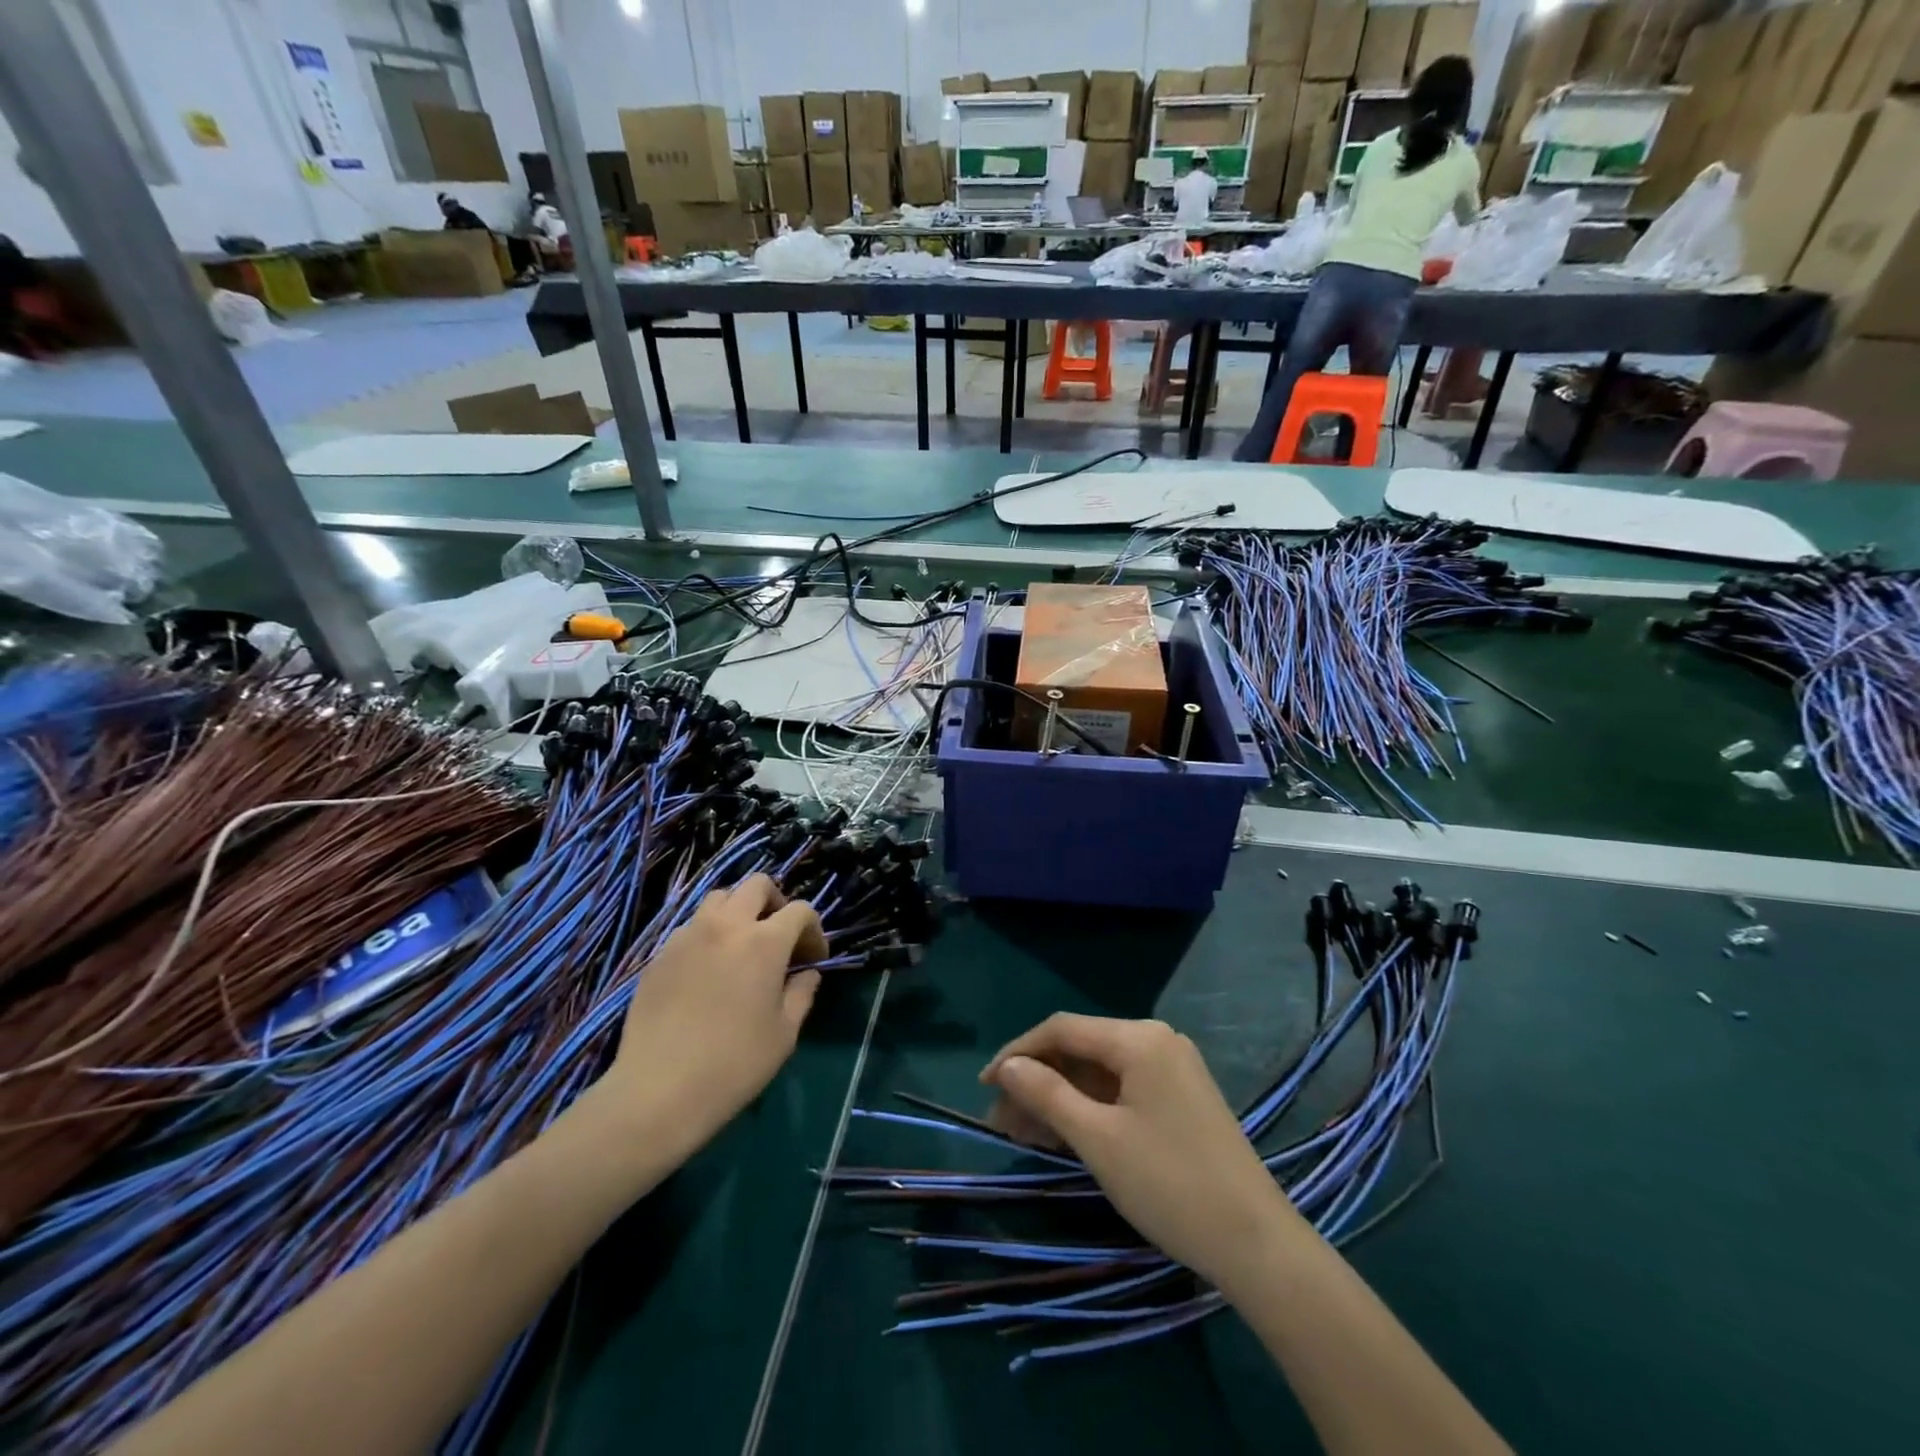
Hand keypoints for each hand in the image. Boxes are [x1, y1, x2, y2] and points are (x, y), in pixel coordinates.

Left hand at [596, 874, 827, 1151]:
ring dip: (738, 912)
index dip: (813, 930)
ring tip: (741, 946)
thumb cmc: (734, 1064)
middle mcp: (726, 926)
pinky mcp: (659, 956)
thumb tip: (808, 974)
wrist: (658, 1091)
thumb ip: (802, 994)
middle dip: (776, 902)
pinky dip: (708, 935)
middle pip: (756, 885)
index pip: (799, 910)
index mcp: (764, 942)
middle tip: (779, 936)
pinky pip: (690, 928)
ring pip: (718, 899)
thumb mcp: (784, 1034)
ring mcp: (687, 937)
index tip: (813, 959)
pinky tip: (707, 972)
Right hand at [981, 1014, 1294, 1291]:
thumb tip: (1007, 1066)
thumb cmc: (1170, 1184)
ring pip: (1098, 1072)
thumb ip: (1047, 1095)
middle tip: (1001, 1121)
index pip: (1062, 1029)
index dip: (1018, 1053)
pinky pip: (1121, 1090)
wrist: (1257, 1244)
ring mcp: (1171, 1069)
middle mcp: (1155, 1040)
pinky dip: (1088, 1109)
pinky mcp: (1179, 1097)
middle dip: (1037, 1081)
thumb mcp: (1098, 1140)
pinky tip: (1062, 1134)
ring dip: (1059, 1098)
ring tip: (1021, 1133)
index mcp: (1138, 1038)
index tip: (984, 1085)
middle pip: (1080, 1049)